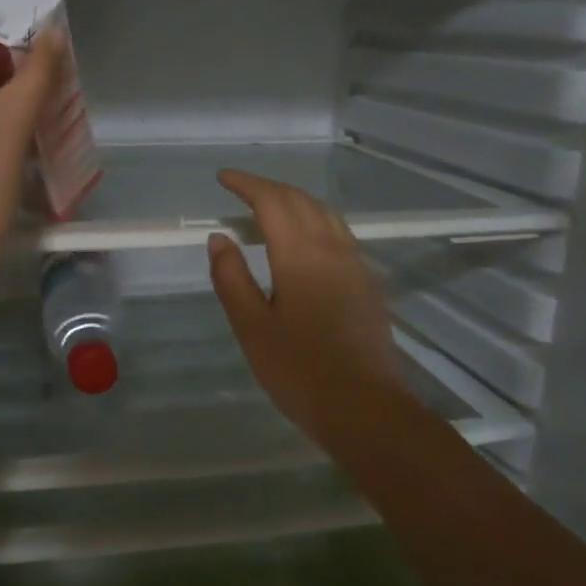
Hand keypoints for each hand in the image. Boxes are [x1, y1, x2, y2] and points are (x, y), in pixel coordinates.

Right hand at [206, 170, 404, 448]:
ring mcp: (355, 264)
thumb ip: (232, 278)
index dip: (247, 184)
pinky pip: (338, 233)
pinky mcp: (366, 283)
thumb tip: (219, 238)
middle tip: (240, 190)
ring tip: (268, 208)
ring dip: (295, 201)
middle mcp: (332, 249)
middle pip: (301, 201)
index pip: (272, 202)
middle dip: (269, 188)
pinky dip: (314, 220)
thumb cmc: (299, 370)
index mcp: (300, 255)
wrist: (365, 408)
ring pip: (325, 214)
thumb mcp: (252, 327)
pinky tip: (303, 240)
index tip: (223, 178)